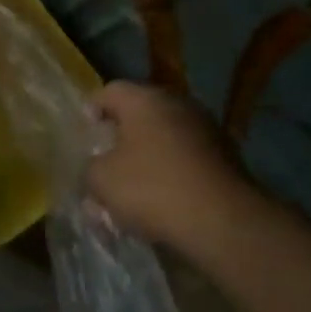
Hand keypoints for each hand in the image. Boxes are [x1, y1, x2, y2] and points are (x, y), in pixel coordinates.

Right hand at [87, 81, 246, 249]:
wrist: (222, 221)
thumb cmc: (152, 188)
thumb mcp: (102, 180)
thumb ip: (90, 168)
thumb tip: (97, 168)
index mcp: (145, 100)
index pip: (109, 91)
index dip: (91, 110)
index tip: (84, 134)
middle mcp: (178, 104)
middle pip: (140, 113)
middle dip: (121, 137)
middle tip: (105, 161)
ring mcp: (206, 129)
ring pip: (164, 137)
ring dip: (147, 156)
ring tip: (132, 188)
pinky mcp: (226, 156)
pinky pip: (186, 157)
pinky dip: (171, 171)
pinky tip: (161, 199)